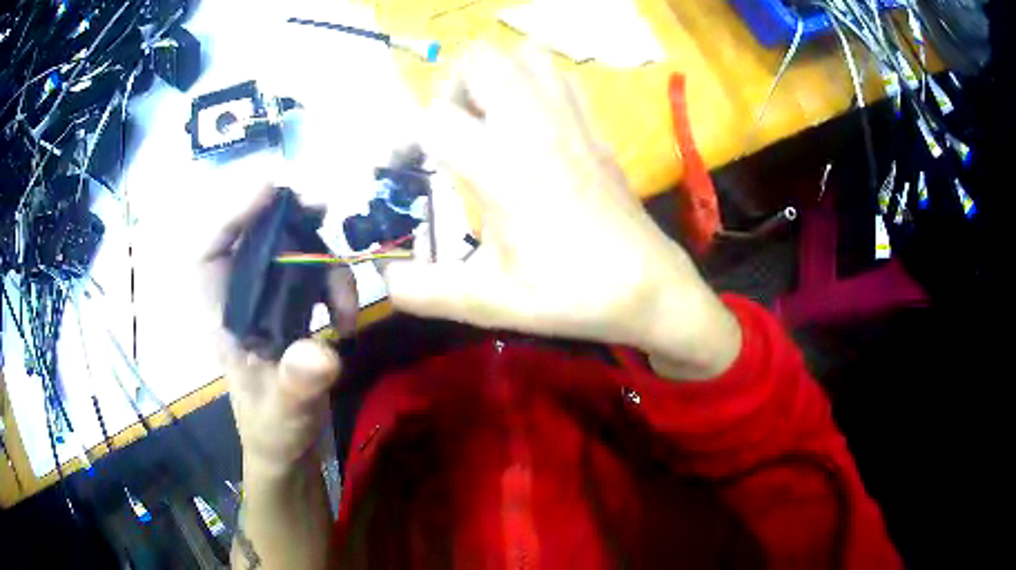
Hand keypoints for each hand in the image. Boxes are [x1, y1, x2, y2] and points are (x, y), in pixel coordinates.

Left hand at [201, 187, 358, 475]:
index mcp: (223, 318)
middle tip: (323, 205)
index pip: (209, 254)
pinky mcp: (295, 309)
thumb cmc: (274, 431)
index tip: (269, 189)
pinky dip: (337, 287)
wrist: (291, 447)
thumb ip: (298, 385)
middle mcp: (243, 300)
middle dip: (288, 216)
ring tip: (346, 307)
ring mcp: (270, 302)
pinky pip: (315, 276)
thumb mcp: (285, 414)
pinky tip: (348, 318)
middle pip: (256, 237)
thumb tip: (321, 354)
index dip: (230, 214)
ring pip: (292, 251)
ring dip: (325, 263)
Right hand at [385, 47, 739, 378]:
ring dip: (494, 76)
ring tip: (488, 118)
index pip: (435, 119)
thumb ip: (428, 292)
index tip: (399, 164)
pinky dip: (533, 81)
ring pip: (524, 56)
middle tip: (450, 132)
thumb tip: (385, 280)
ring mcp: (571, 121)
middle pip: (480, 63)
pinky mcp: (594, 128)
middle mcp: (534, 128)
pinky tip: (530, 121)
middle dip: (451, 89)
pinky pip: (560, 76)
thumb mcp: (493, 303)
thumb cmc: (572, 294)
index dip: (404, 137)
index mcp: (503, 168)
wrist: (649, 287)